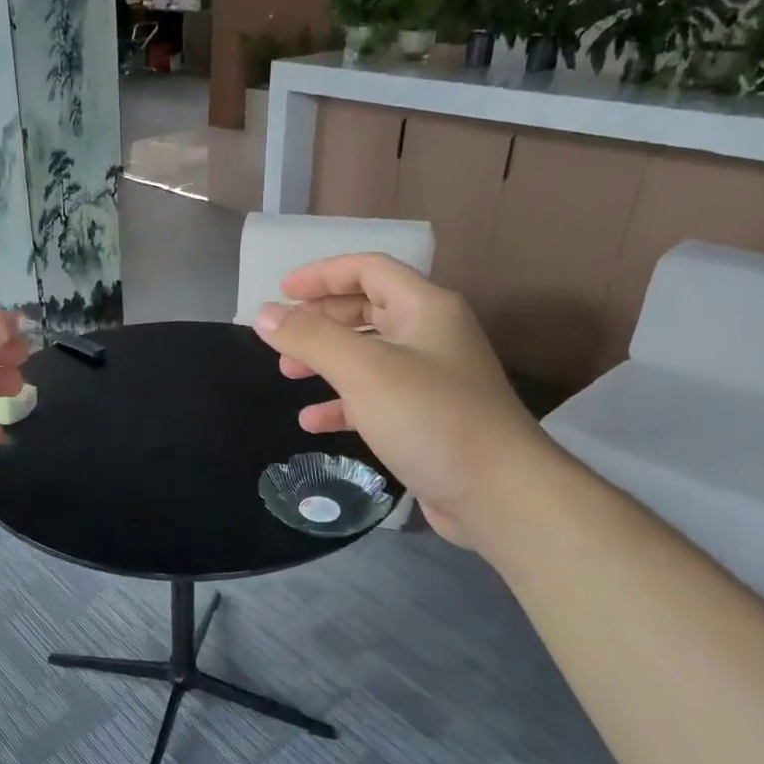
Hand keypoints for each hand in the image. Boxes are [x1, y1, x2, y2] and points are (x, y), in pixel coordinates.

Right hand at [252, 253, 553, 546]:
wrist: (499, 494)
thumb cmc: (431, 418)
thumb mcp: (364, 370)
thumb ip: (311, 338)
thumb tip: (264, 315)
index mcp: (425, 308)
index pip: (368, 269)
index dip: (322, 274)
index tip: (280, 293)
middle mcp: (430, 335)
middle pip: (367, 308)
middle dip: (321, 319)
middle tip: (282, 337)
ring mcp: (430, 379)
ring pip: (367, 355)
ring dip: (326, 360)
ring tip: (289, 374)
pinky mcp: (425, 419)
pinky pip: (374, 398)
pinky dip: (342, 404)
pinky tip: (313, 422)